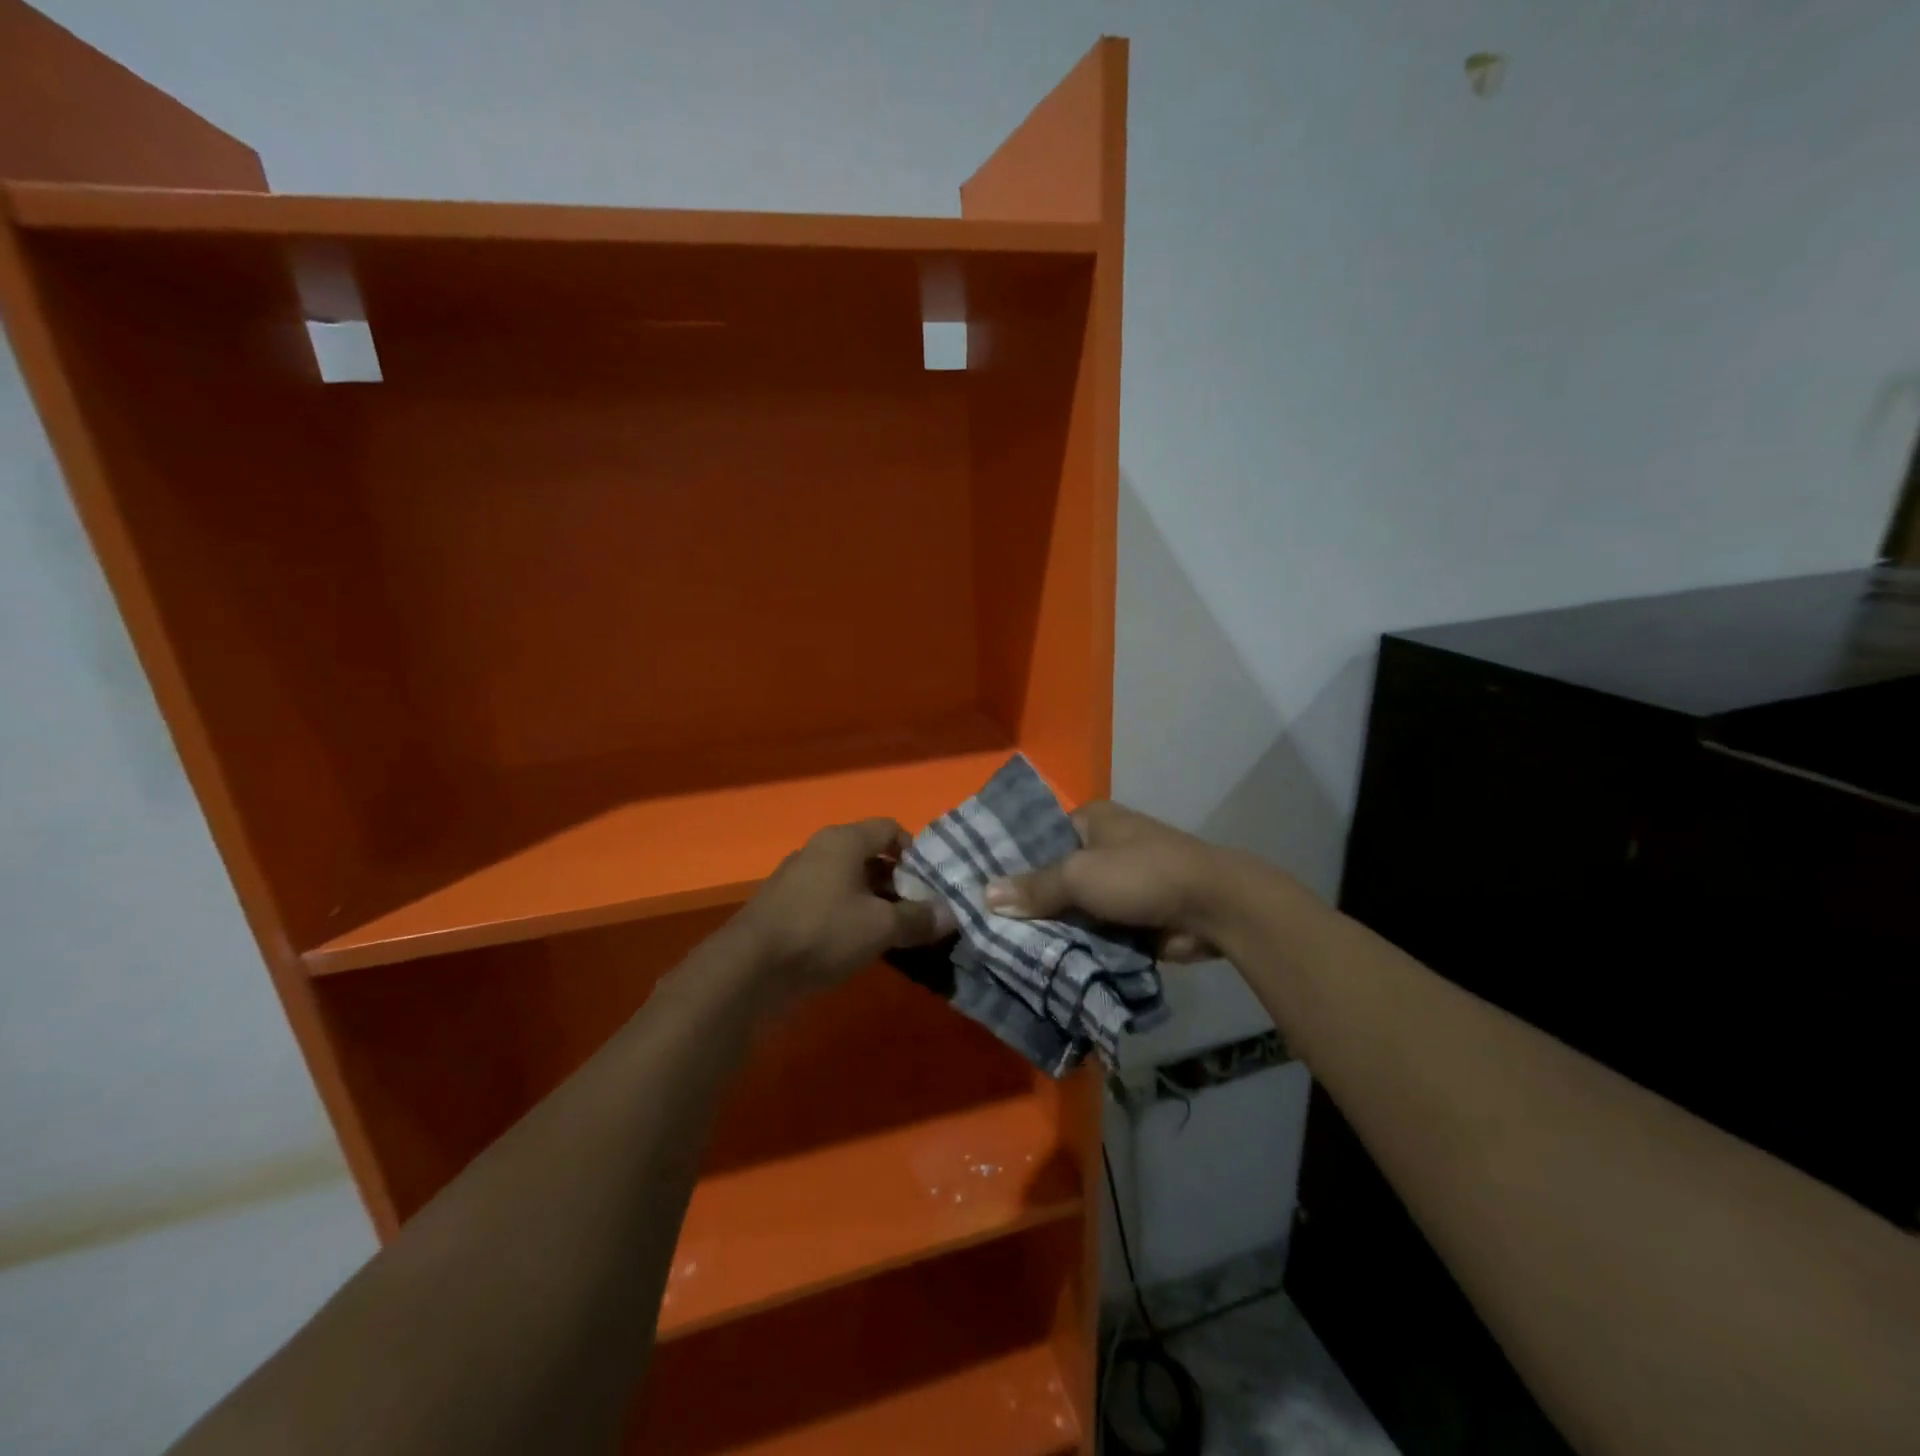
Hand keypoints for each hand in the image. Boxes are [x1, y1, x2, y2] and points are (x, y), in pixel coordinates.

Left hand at [734, 818, 956, 996]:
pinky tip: (857, 945)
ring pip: (848, 880)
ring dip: (873, 902)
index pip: (889, 828)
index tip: (930, 883)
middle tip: (918, 911)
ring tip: (893, 932)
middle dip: (897, 882)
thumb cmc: (822, 932)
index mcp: (844, 840)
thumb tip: (950, 915)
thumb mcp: (881, 927)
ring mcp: (797, 877)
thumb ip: (918, 918)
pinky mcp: (784, 906)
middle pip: (869, 855)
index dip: (915, 852)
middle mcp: (819, 849)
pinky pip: (827, 901)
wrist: (749, 968)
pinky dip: (847, 915)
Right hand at [982, 800, 1232, 961]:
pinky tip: (1042, 962)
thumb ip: (1035, 888)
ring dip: (1052, 927)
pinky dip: (1076, 943)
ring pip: (1072, 907)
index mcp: (1090, 820)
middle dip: (1028, 901)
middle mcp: (1102, 847)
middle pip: (1053, 875)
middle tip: (985, 926)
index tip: (977, 888)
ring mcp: (1119, 884)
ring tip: (1003, 949)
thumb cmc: (1142, 874)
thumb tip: (985, 895)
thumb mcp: (1079, 875)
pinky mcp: (1132, 916)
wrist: (1214, 907)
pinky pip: (1093, 930)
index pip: (1038, 837)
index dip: (1010, 862)